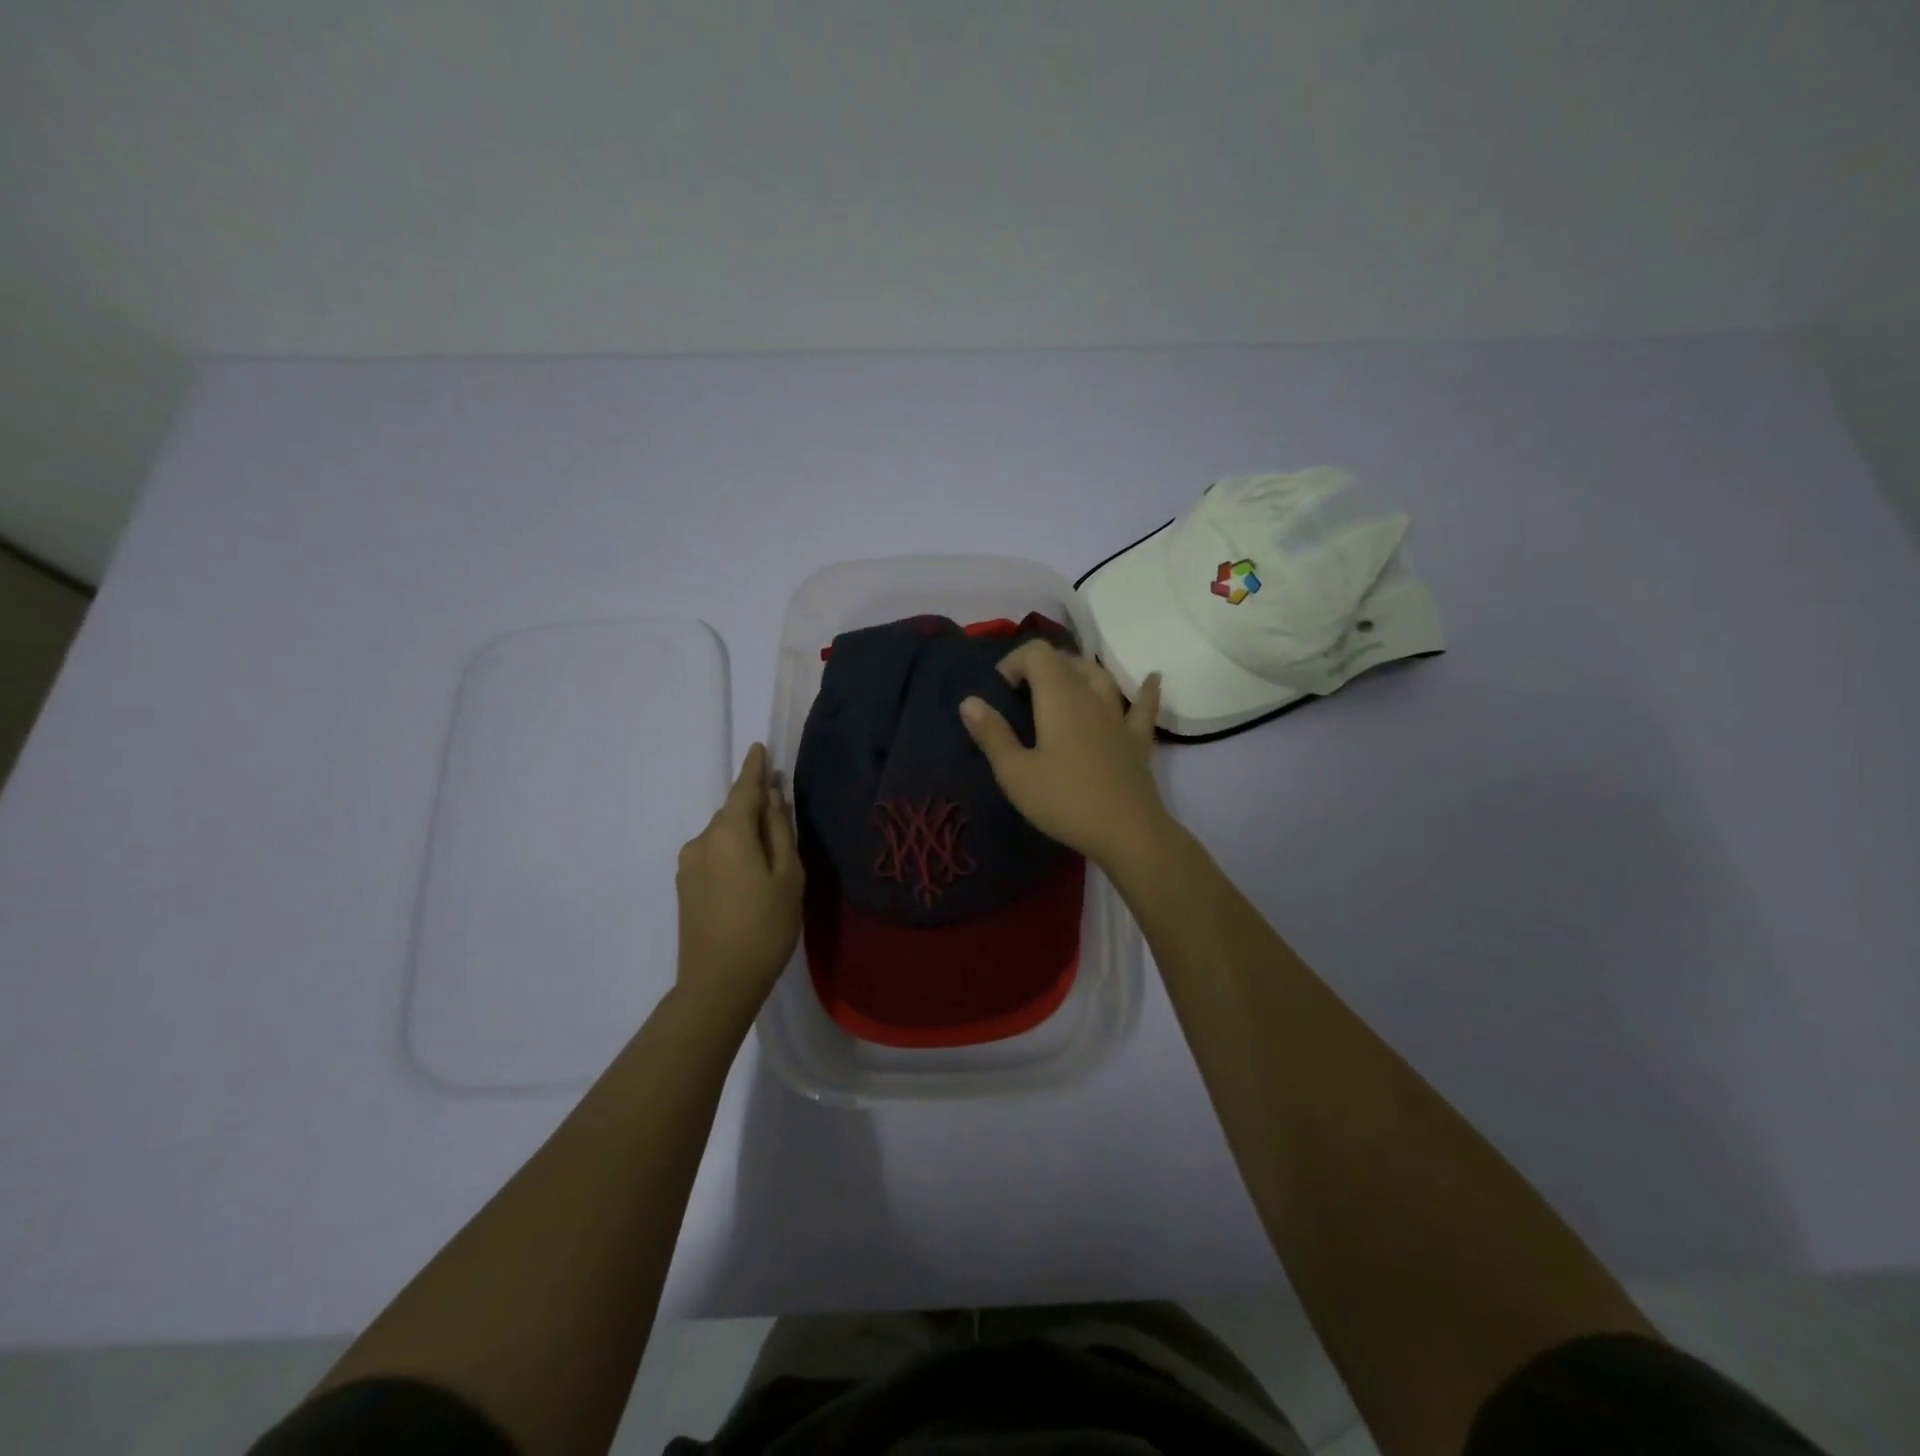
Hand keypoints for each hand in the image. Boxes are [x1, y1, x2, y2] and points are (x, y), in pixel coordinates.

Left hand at [675, 743, 803, 1017]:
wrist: (717, 984)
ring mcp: (688, 865)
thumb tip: (772, 799)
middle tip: (784, 824)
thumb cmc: (765, 927)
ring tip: (771, 864)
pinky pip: (714, 856)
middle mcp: (701, 841)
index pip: (744, 789)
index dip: (755, 769)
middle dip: (755, 810)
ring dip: (745, 837)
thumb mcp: (787, 876)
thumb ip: (779, 831)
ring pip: (724, 837)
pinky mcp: (685, 888)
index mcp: (728, 832)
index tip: (759, 748)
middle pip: (733, 814)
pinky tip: (749, 880)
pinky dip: (733, 855)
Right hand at [958, 642, 1168, 867]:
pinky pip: (1143, 706)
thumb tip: (969, 701)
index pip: (1037, 653)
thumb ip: (992, 734)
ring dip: (1079, 672)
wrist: (1126, 831)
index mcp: (1058, 697)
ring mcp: (1119, 716)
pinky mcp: (1138, 739)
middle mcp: (1091, 695)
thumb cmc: (1064, 801)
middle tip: (1021, 697)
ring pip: (1100, 676)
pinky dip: (1145, 690)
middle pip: (1067, 660)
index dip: (1014, 662)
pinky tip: (1152, 679)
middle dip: (1040, 667)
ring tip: (1063, 686)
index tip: (1000, 693)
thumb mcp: (1015, 773)